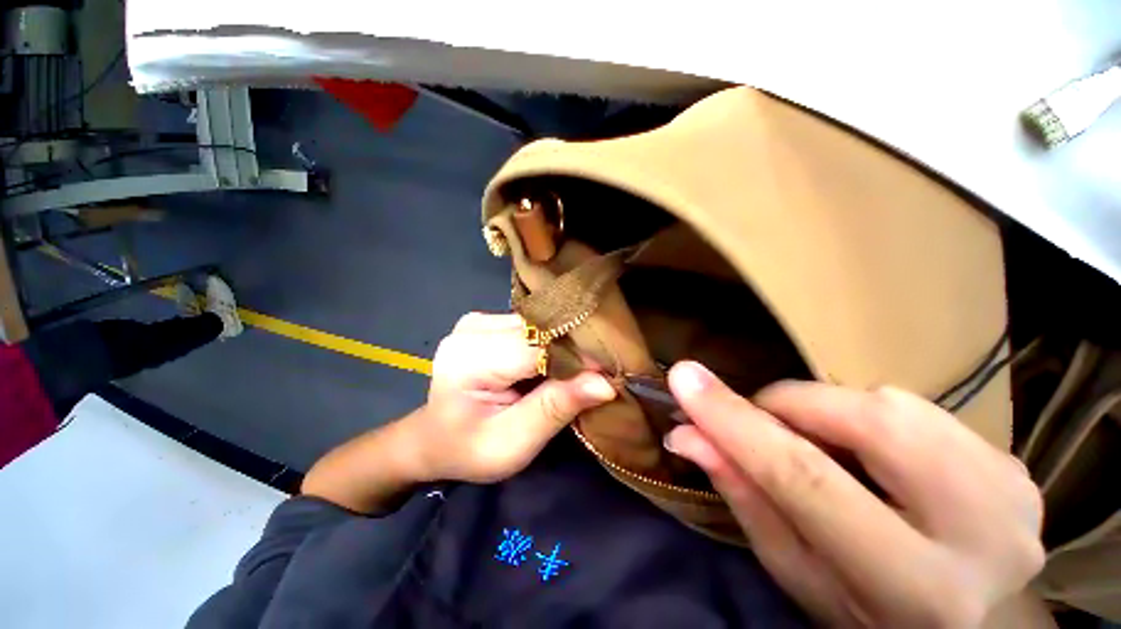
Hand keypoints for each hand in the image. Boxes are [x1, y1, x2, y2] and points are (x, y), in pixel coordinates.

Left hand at [406, 312, 615, 483]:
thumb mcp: (513, 443)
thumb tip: (605, 383)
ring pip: (538, 325)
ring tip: (572, 371)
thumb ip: (556, 408)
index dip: (577, 358)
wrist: (434, 438)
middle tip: (595, 375)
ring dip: (560, 347)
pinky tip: (550, 362)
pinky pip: (530, 326)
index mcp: (470, 358)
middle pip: (540, 330)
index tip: (608, 374)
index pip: (538, 346)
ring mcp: (478, 320)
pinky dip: (547, 343)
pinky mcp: (487, 322)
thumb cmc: (469, 449)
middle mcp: (473, 328)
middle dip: (571, 351)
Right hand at [663, 362, 1044, 627]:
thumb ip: (744, 496)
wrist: (972, 623)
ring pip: (890, 403)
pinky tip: (874, 456)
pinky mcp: (1014, 463)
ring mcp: (1009, 489)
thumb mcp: (795, 570)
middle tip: (765, 424)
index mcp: (915, 587)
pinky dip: (869, 416)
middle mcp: (981, 532)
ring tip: (824, 448)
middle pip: (867, 422)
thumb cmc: (866, 612)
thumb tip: (686, 433)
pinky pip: (917, 407)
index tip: (683, 378)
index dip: (736, 422)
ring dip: (831, 413)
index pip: (805, 480)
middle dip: (793, 407)